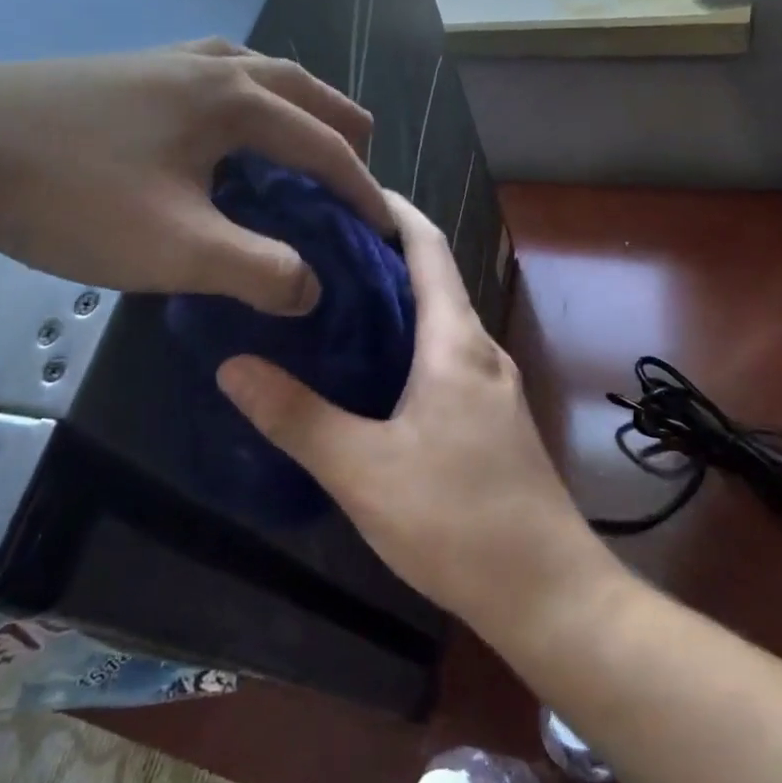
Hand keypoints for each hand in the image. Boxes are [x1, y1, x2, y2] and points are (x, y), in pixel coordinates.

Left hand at [0, 38, 389, 314]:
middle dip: (339, 124)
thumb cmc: (71, 196)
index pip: (323, 145)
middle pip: (297, 85)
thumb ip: (259, 271)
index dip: (362, 190)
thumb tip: (312, 289)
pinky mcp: (120, 72)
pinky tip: (218, 121)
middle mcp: (206, 67)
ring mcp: (158, 61)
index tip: (386, 228)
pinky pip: (209, 73)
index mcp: (233, 100)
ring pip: (252, 69)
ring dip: (292, 100)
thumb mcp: (177, 248)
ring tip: (304, 129)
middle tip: (363, 157)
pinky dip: (243, 94)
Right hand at [217, 191, 614, 641]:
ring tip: (330, 299)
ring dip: (393, 301)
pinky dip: (407, 342)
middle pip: (432, 279)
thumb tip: (232, 365)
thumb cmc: (458, 521)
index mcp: (457, 342)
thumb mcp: (364, 471)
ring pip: (439, 322)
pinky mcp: (492, 420)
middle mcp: (482, 351)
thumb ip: (297, 418)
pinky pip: (445, 357)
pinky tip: (369, 369)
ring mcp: (493, 387)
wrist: (549, 593)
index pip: (428, 249)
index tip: (346, 189)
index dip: (393, 211)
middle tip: (314, 246)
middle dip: (380, 254)